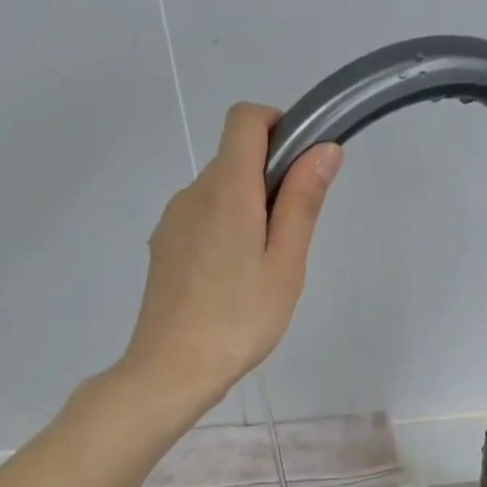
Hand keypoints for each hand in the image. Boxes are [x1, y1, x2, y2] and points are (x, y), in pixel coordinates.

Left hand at [120, 103, 340, 409]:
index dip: (277, 125)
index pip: (245, 119)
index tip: (301, 165)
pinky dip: (223, 230)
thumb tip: (323, 149)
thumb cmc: (239, 319)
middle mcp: (192, 193)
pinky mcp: (163, 246)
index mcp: (226, 189)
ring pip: (217, 192)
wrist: (172, 368)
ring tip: (260, 270)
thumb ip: (302, 202)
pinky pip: (200, 219)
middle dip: (268, 180)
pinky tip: (231, 281)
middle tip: (289, 241)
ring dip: (246, 210)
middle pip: (233, 158)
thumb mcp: (285, 264)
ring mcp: (172, 220)